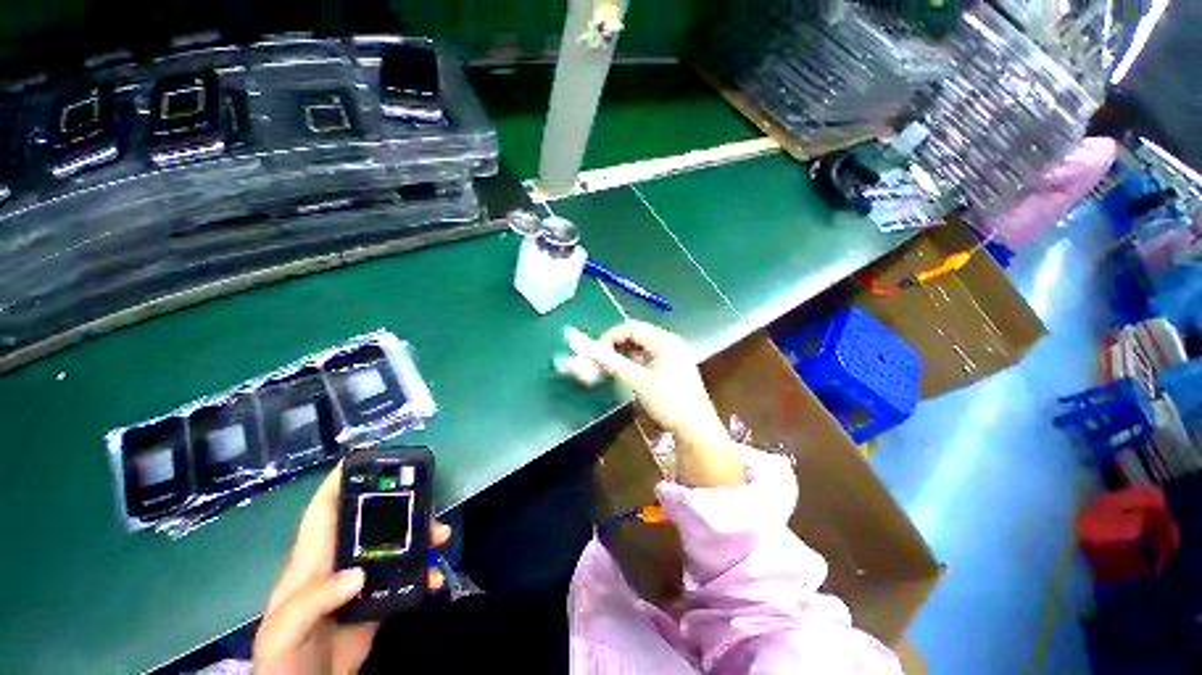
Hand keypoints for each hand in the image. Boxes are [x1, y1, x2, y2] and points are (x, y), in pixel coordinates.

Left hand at [254, 465, 451, 674]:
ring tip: (441, 535)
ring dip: (421, 535)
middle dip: (401, 503)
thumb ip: (314, 600)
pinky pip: (406, 575)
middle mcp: (338, 563)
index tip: (365, 455)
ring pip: (395, 544)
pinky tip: (433, 578)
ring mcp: (360, 581)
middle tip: (428, 495)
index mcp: (311, 562)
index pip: (323, 510)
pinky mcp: (378, 600)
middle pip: (372, 520)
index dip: (339, 479)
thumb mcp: (284, 631)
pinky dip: (423, 572)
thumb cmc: (283, 659)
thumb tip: (358, 573)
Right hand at [566, 321, 744, 487]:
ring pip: (641, 346)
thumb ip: (612, 363)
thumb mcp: (639, 381)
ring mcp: (673, 355)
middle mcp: (669, 342)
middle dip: (615, 345)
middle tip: (600, 361)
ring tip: (610, 368)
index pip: (630, 327)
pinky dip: (634, 362)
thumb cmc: (670, 402)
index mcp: (664, 339)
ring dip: (624, 354)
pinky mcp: (673, 368)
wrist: (697, 429)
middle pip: (636, 334)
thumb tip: (586, 350)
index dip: (609, 337)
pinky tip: (627, 373)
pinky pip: (648, 357)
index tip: (595, 354)